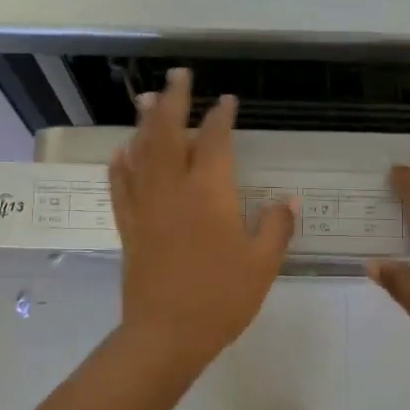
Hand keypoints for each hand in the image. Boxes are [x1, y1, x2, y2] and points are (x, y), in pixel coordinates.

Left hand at [109, 69, 296, 371]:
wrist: (166, 334)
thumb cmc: (221, 298)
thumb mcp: (262, 264)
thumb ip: (276, 227)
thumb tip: (288, 200)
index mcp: (210, 192)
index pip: (214, 140)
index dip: (221, 116)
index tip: (227, 101)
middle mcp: (174, 188)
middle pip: (168, 133)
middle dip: (174, 100)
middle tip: (178, 76)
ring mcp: (146, 206)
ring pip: (141, 152)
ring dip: (145, 122)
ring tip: (147, 99)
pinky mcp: (129, 226)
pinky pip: (121, 185)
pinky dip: (122, 163)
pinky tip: (123, 151)